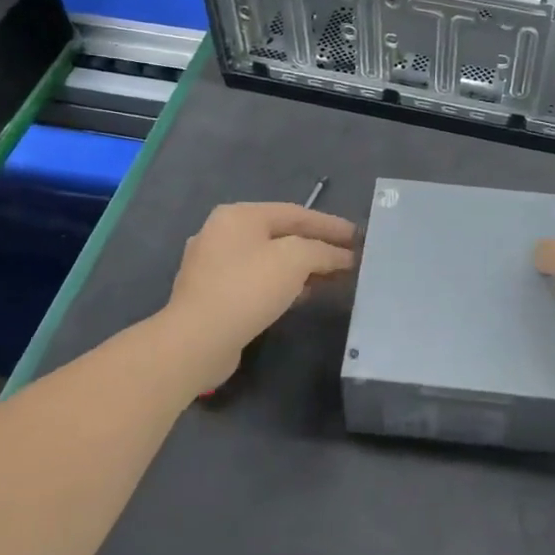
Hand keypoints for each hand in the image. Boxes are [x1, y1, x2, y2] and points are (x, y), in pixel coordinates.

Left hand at [161, 202, 355, 391]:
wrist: (196, 341)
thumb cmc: (247, 288)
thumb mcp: (295, 259)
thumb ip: (323, 251)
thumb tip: (343, 256)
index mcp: (239, 215)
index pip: (295, 213)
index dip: (330, 225)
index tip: (358, 236)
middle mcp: (222, 234)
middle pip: (281, 235)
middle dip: (317, 247)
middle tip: (348, 257)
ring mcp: (213, 266)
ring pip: (269, 260)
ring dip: (303, 268)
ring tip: (333, 278)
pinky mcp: (213, 296)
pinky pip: (257, 282)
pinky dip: (283, 285)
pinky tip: (303, 296)